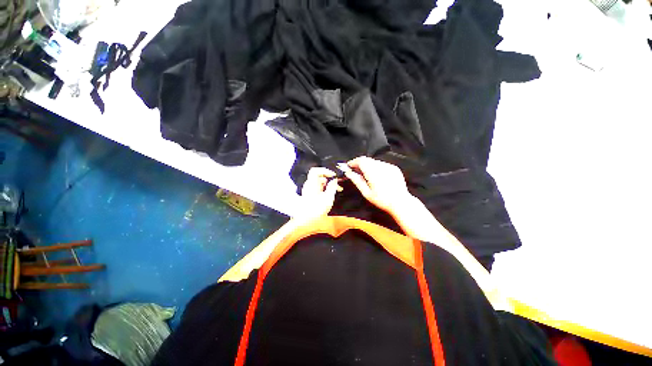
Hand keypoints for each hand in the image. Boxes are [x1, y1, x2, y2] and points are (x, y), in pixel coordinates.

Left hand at [294, 167, 341, 220]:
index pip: (316, 170)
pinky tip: (331, 194)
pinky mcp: (310, 195)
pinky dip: (325, 188)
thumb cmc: (316, 210)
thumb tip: (335, 180)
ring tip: (337, 189)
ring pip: (320, 182)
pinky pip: (318, 188)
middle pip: (319, 176)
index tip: (333, 175)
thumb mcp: (328, 198)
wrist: (306, 221)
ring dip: (328, 184)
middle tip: (338, 183)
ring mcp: (308, 190)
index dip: (325, 170)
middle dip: (329, 178)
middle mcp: (309, 185)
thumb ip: (332, 187)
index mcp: (312, 184)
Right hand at [341, 156, 412, 214]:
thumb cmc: (382, 200)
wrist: (400, 202)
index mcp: (373, 172)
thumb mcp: (366, 193)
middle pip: (367, 159)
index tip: (349, 166)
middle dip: (359, 164)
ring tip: (366, 176)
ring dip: (368, 166)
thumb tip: (348, 173)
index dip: (353, 162)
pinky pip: (382, 164)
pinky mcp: (394, 168)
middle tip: (355, 171)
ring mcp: (389, 166)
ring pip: (374, 161)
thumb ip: (357, 181)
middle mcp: (381, 166)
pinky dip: (376, 168)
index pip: (361, 160)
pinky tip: (377, 177)